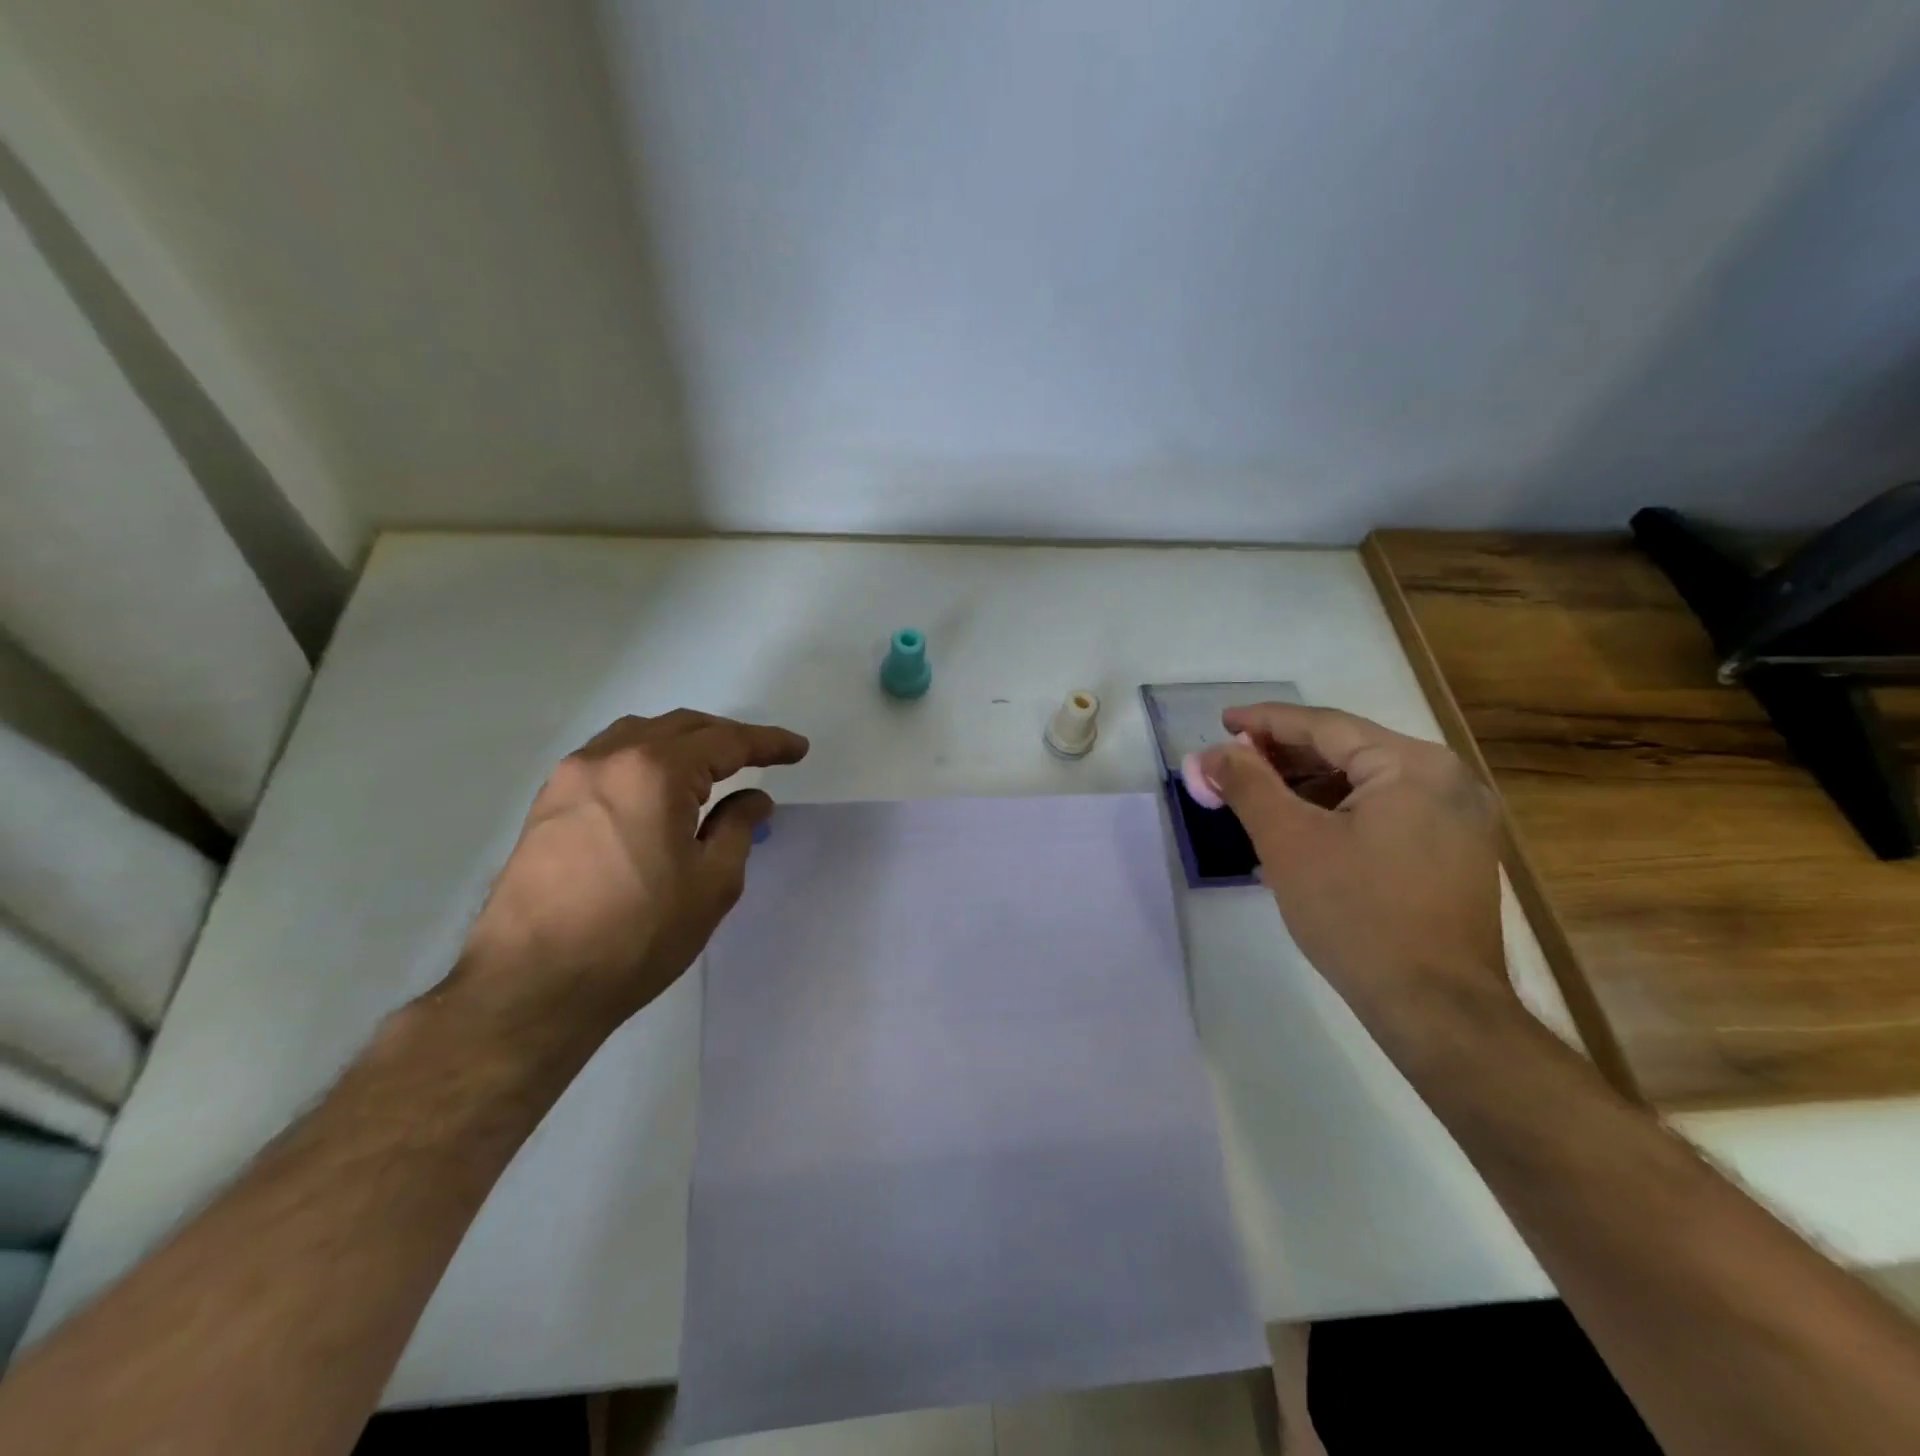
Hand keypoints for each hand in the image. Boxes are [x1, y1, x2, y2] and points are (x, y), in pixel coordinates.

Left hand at [457, 710, 808, 1040]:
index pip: (725, 742)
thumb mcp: (711, 883)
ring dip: (682, 742)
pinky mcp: (548, 804)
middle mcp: (608, 758)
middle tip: (762, 755)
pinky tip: (657, 787)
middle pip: (681, 727)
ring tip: (710, 766)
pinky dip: (645, 758)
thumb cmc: (638, 934)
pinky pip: (608, 758)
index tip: (798, 749)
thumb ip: (738, 828)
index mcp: (654, 772)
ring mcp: (570, 778)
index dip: (767, 743)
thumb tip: (753, 799)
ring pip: (639, 735)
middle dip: (727, 737)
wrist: (533, 985)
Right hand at [1194, 703, 1510, 1041]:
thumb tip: (1212, 753)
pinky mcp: (1455, 854)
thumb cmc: (1358, 915)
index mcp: (1414, 766)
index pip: (1325, 726)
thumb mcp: (1288, 842)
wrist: (1436, 1009)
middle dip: (1282, 759)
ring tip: (1255, 801)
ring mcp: (1458, 819)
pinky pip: (1384, 814)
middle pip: (1348, 751)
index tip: (1221, 722)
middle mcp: (1447, 780)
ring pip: (1365, 785)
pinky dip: (1336, 816)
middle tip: (1230, 765)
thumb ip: (1247, 785)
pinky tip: (1297, 834)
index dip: (1265, 722)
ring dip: (1306, 789)